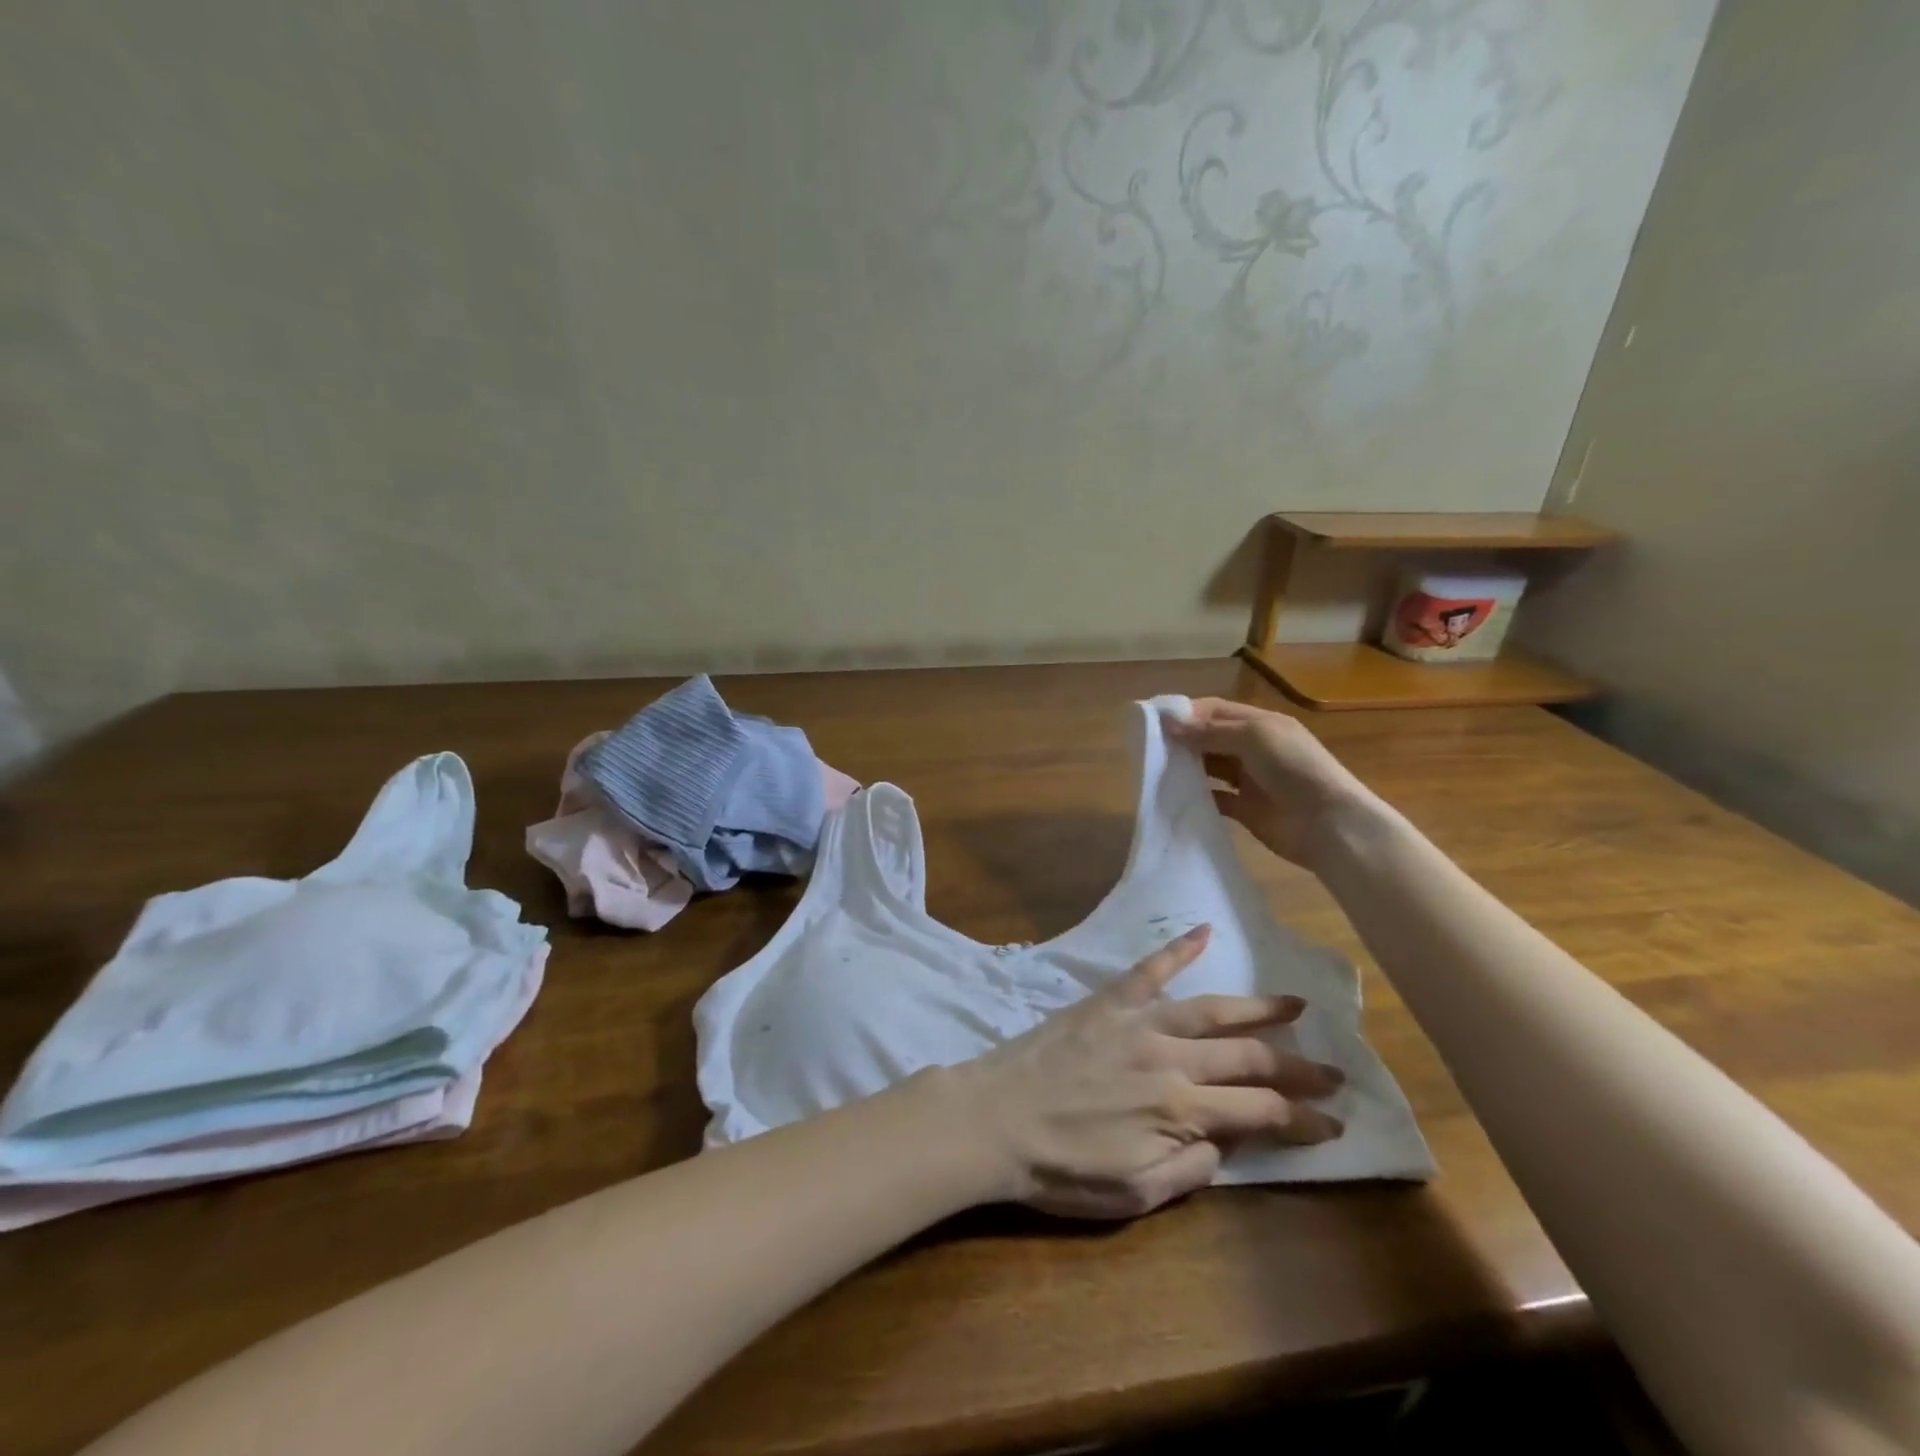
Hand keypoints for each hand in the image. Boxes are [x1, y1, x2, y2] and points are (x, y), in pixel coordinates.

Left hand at [950, 925, 1345, 1218]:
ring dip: (1256, 1006)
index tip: (1334, 1123)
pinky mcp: (1106, 1002)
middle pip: (1247, 1058)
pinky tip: (1203, 931)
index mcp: (1180, 1111)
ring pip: (1210, 1008)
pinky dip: (1176, 948)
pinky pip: (1148, 969)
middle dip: (1296, 1067)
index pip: (1261, 1114)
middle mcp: (1170, 1059)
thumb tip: (1229, 1143)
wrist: (992, 1119)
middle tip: (1333, 1069)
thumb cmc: (1059, 1168)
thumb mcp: (1132, 1193)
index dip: (1303, 1120)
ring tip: (1294, 1004)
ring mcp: (1137, 1022)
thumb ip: (1189, 1170)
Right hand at [1167, 696, 1381, 872]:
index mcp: (1260, 724)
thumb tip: (1169, 725)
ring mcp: (1249, 780)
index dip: (1186, 713)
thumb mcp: (1253, 737)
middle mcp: (1253, 748)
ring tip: (1155, 769)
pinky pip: (1215, 798)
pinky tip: (1175, 796)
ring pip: (1209, 767)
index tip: (1153, 721)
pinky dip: (1197, 796)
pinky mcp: (1246, 809)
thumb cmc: (1294, 768)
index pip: (1215, 711)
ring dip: (1187, 767)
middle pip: (1210, 738)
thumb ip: (1210, 731)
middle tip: (1147, 747)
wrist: (1329, 823)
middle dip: (1182, 740)